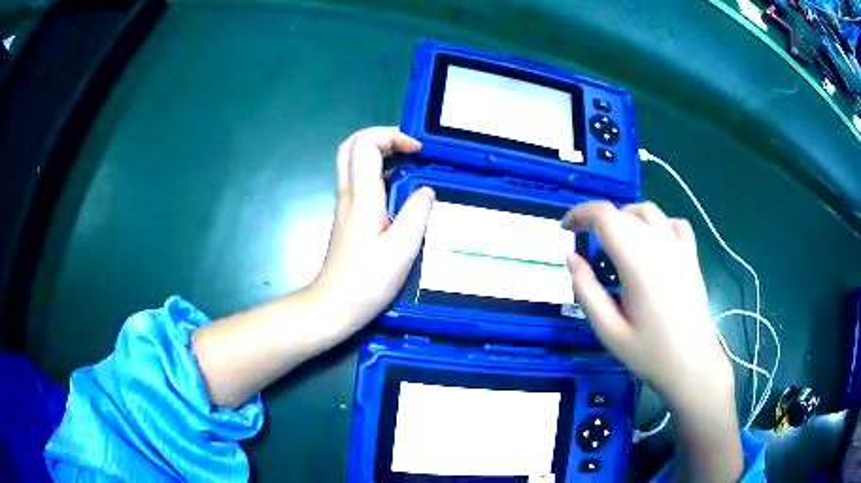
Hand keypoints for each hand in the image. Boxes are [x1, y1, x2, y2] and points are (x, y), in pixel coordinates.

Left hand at [311, 127, 434, 333]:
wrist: (334, 307)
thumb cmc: (367, 281)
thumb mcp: (402, 249)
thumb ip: (417, 213)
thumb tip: (426, 190)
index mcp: (361, 196)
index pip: (364, 144)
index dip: (391, 136)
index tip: (418, 152)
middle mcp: (349, 194)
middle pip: (351, 146)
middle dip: (381, 138)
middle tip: (409, 148)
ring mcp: (346, 206)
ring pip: (354, 163)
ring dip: (381, 155)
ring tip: (412, 166)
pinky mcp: (349, 219)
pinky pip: (361, 183)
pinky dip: (381, 175)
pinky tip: (402, 194)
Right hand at [562, 201, 732, 411]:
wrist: (691, 364)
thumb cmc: (649, 353)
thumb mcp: (608, 330)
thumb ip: (586, 291)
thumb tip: (571, 258)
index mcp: (637, 263)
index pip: (606, 216)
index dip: (581, 214)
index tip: (566, 228)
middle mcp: (659, 246)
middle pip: (624, 213)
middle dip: (598, 220)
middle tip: (585, 243)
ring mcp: (679, 249)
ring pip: (649, 211)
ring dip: (625, 216)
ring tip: (615, 239)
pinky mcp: (691, 256)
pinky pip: (674, 223)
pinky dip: (658, 223)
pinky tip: (652, 242)